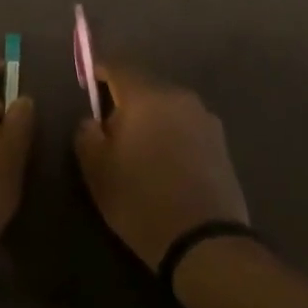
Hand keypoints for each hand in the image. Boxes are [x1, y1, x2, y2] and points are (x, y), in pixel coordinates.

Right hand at [74, 66, 248, 269]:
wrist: (204, 241)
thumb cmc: (140, 200)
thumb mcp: (96, 170)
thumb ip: (87, 134)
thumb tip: (94, 120)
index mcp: (147, 96)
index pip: (118, 66)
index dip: (99, 70)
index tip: (88, 84)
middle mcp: (180, 97)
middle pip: (145, 85)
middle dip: (125, 98)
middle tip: (109, 126)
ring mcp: (205, 119)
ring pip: (167, 106)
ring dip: (151, 117)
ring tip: (138, 148)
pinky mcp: (221, 142)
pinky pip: (186, 126)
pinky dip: (171, 134)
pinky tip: (164, 162)